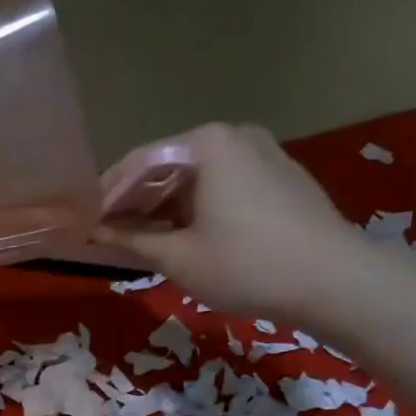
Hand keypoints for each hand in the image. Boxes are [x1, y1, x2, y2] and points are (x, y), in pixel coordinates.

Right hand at [98, 123, 364, 323]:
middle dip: (134, 201)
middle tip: (106, 234)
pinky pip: (220, 187)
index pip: (138, 163)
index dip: (106, 195)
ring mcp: (262, 154)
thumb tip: (95, 233)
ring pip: (194, 178)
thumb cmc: (244, 264)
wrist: (332, 279)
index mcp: (206, 144)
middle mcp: (234, 136)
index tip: (82, 222)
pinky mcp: (278, 177)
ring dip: (162, 208)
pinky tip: (180, 237)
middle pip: (167, 166)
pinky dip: (193, 209)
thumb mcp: (177, 257)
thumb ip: (131, 239)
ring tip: (137, 241)